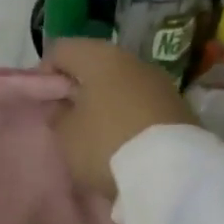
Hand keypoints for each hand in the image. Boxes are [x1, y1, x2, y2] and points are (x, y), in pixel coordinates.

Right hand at [43, 38, 197, 199]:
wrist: (172, 173)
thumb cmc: (105, 145)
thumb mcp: (66, 135)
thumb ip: (59, 114)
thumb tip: (66, 105)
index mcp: (99, 56)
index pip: (61, 50)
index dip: (45, 74)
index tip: (43, 103)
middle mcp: (132, 60)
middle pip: (95, 65)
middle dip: (79, 88)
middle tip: (67, 118)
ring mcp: (160, 82)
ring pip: (121, 85)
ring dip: (106, 103)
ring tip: (96, 134)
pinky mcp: (179, 107)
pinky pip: (142, 104)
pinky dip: (128, 116)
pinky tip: (123, 142)